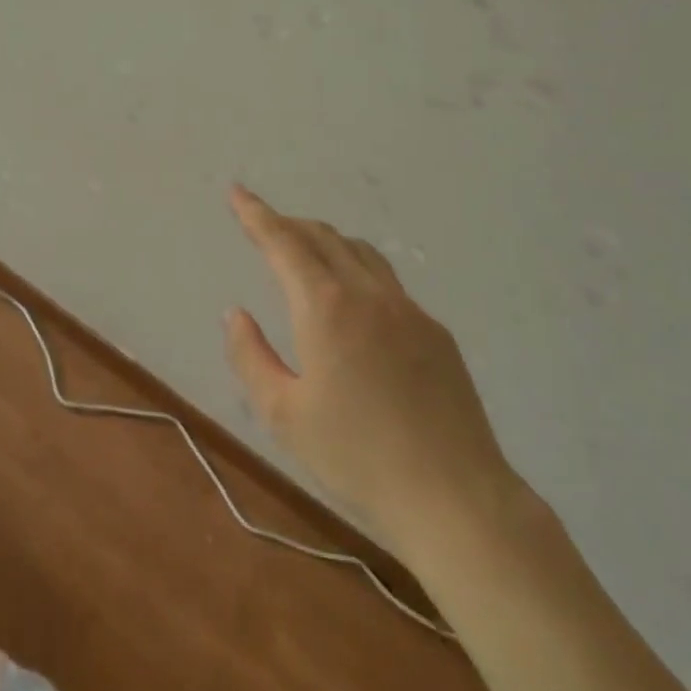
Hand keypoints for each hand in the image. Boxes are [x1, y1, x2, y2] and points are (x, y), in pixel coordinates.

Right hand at [223, 185, 527, 553]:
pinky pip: (387, 282)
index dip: (256, 214)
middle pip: (324, 237)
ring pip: (360, 252)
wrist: (454, 497)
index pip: (284, 242)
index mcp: (326, 308)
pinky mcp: (436, 332)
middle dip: (288, 224)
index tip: (237, 192)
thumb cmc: (357, 458)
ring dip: (325, 241)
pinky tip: (353, 303)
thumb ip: (250, 356)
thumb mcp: (283, 415)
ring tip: (305, 252)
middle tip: (263, 224)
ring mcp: (408, 310)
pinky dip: (357, 270)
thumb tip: (236, 313)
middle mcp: (368, 294)